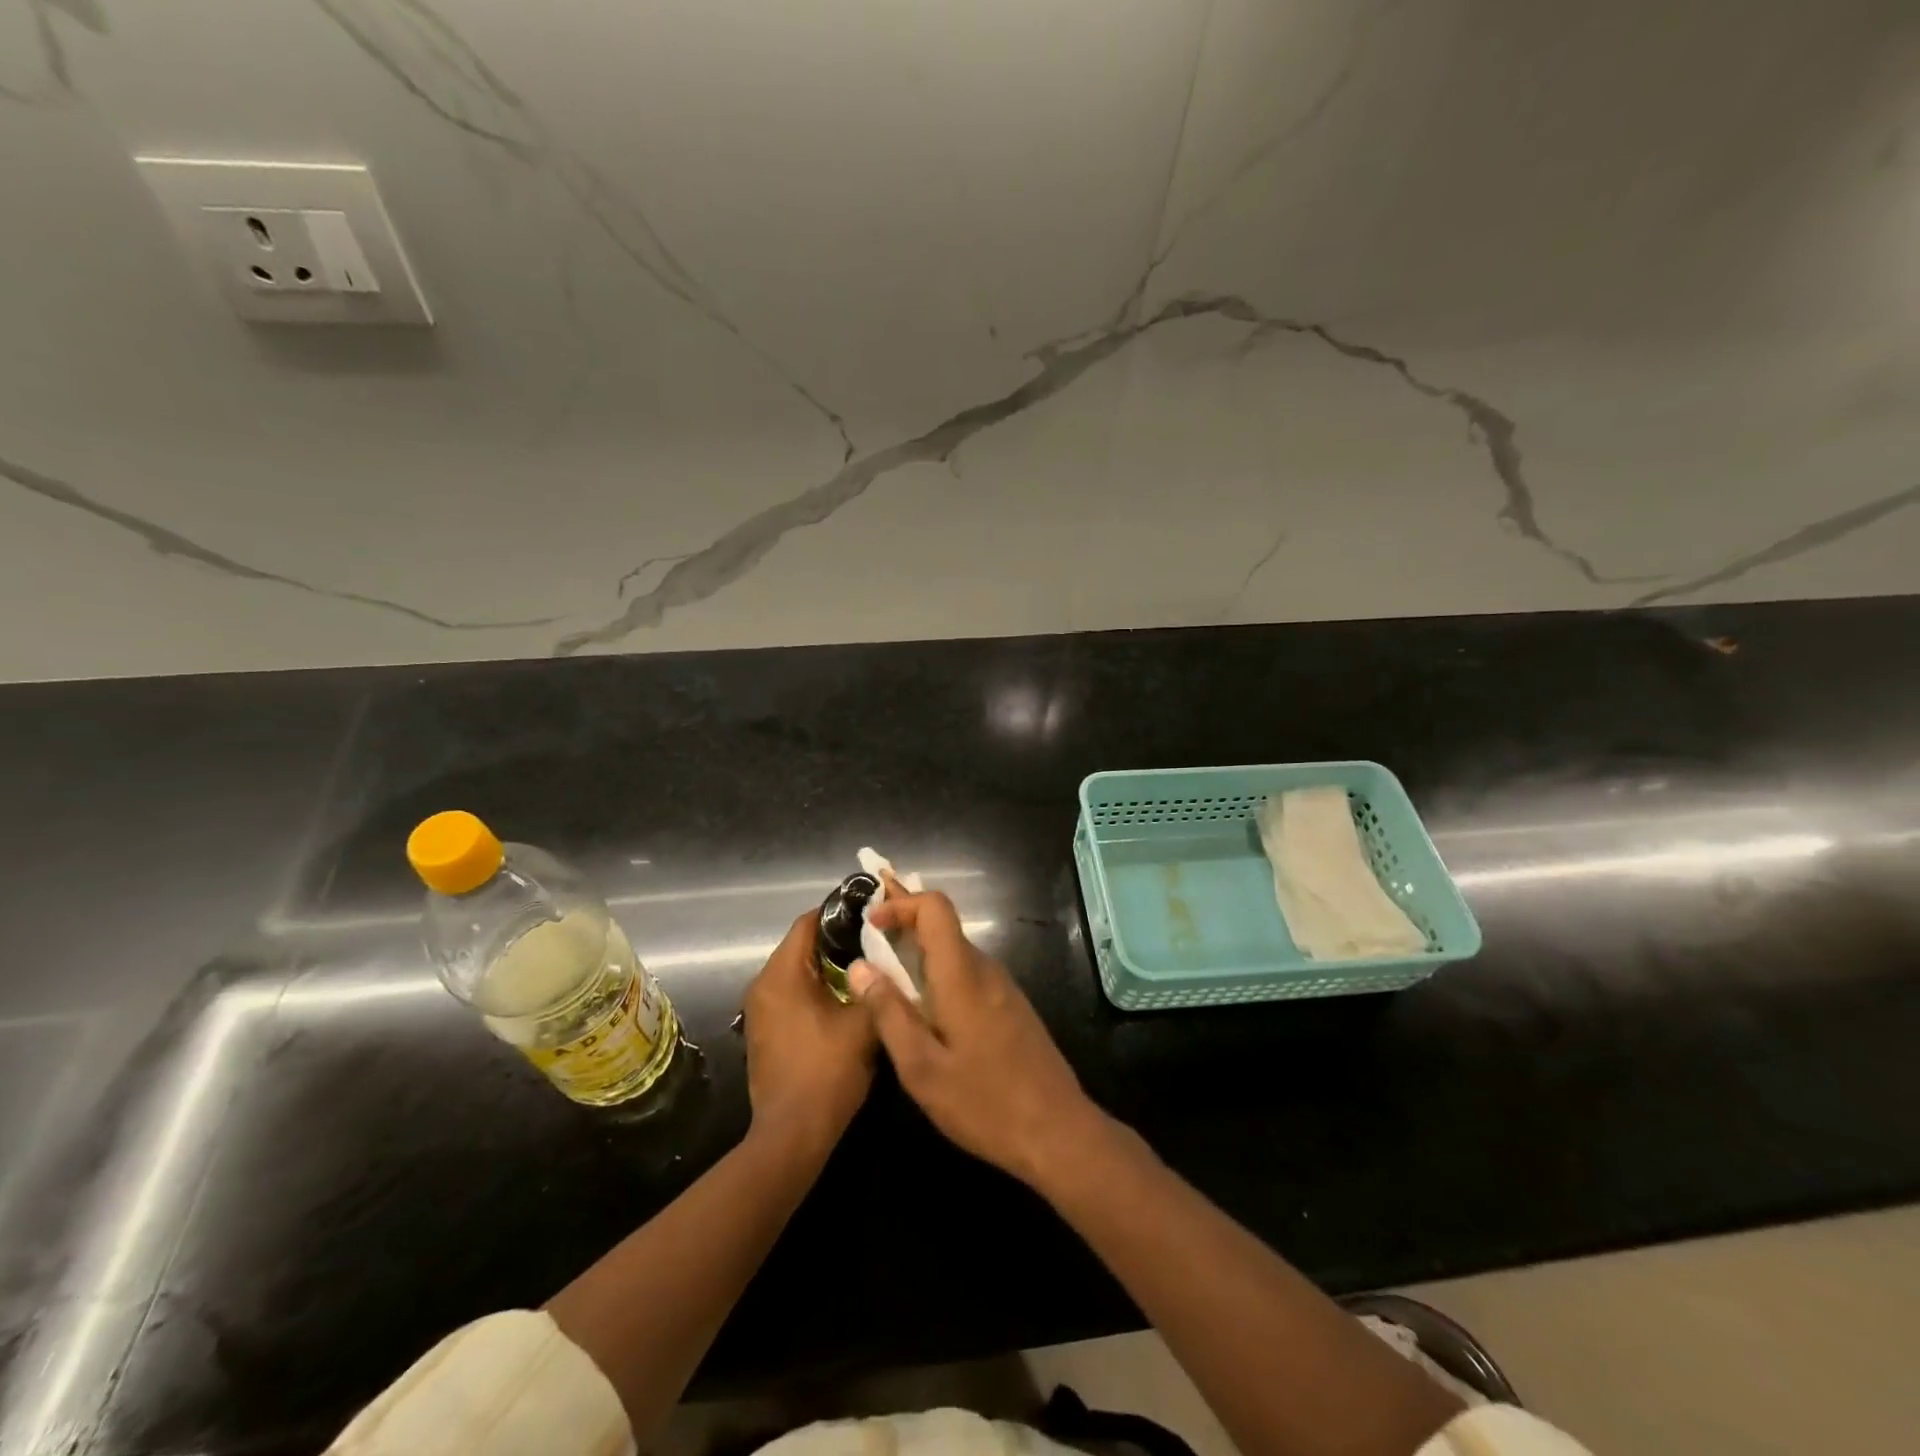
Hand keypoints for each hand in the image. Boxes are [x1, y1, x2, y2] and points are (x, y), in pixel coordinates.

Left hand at [742, 912, 876, 1156]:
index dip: (839, 912)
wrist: (792, 1136)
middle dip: (837, 940)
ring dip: (827, 967)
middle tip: (875, 940)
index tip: (871, 913)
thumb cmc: (827, 1072)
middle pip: (801, 946)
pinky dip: (815, 989)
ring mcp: (759, 1011)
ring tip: (865, 968)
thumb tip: (885, 960)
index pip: (807, 922)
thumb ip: (875, 984)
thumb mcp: (863, 1023)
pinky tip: (845, 1000)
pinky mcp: (763, 1032)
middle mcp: (762, 985)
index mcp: (782, 975)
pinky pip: (791, 994)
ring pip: (796, 971)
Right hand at [850, 888, 1105, 1185]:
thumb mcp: (922, 1068)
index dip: (900, 904)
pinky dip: (939, 975)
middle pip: (943, 926)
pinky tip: (924, 1010)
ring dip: (919, 954)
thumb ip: (889, 1013)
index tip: (870, 924)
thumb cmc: (984, 1102)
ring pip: (955, 951)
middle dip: (903, 926)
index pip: (935, 907)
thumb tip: (859, 967)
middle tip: (866, 943)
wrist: (1058, 1131)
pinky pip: (968, 974)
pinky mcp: (1010, 1006)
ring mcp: (1002, 987)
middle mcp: (985, 969)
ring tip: (886, 978)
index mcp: (962, 975)